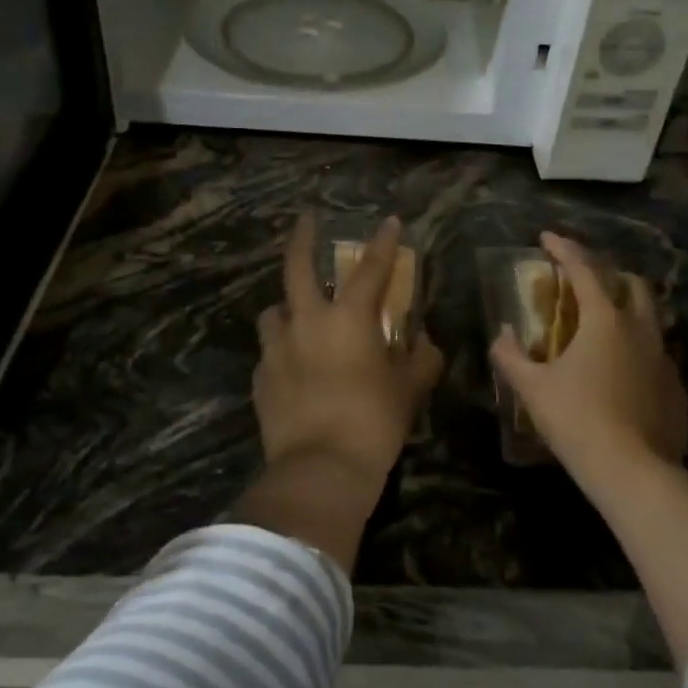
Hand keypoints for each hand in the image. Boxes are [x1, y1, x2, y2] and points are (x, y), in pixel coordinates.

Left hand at [240, 213, 443, 568]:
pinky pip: (270, 351)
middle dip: (302, 238)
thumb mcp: (409, 391)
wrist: (320, 468)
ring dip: (287, 306)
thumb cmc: (374, 422)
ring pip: (274, 310)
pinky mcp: (261, 376)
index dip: (383, 243)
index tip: (389, 222)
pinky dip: (282, 350)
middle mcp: (307, 322)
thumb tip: (426, 343)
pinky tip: (293, 366)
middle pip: (297, 267)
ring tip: (298, 315)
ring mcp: (277, 348)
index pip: (370, 269)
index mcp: (349, 319)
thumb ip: (421, 360)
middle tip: (305, 220)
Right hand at [489, 232, 687, 478]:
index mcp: (605, 320)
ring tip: (601, 326)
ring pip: (650, 318)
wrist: (633, 472)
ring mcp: (664, 359)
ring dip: (626, 310)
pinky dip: (636, 349)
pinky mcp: (675, 388)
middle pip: (632, 283)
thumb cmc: (576, 420)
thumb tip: (502, 335)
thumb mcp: (532, 388)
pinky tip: (620, 372)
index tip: (546, 237)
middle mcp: (641, 330)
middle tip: (583, 281)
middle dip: (608, 273)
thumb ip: (511, 356)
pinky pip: (656, 354)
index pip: (585, 269)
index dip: (564, 249)